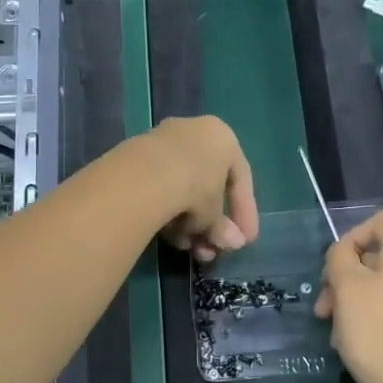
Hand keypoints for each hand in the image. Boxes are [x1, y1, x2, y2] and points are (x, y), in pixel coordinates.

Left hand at [141, 116, 259, 262]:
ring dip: (188, 224)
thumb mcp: (214, 215)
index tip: (246, 240)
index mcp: (222, 137)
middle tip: (211, 251)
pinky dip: (167, 212)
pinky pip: (160, 189)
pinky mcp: (135, 157)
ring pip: (181, 189)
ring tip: (187, 249)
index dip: (245, 212)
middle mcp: (193, 131)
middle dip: (211, 224)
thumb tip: (233, 242)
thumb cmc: (195, 188)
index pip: (241, 178)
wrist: (144, 176)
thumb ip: (223, 228)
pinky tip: (168, 237)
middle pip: (207, 186)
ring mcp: (162, 142)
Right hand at [314, 209, 382, 382]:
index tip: (335, 263)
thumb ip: (340, 258)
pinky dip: (365, 316)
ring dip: (349, 300)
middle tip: (323, 305)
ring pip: (376, 284)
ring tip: (333, 329)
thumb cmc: (376, 331)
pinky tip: (350, 341)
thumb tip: (343, 252)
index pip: (381, 220)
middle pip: (374, 255)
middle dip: (342, 275)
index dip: (353, 234)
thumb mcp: (347, 287)